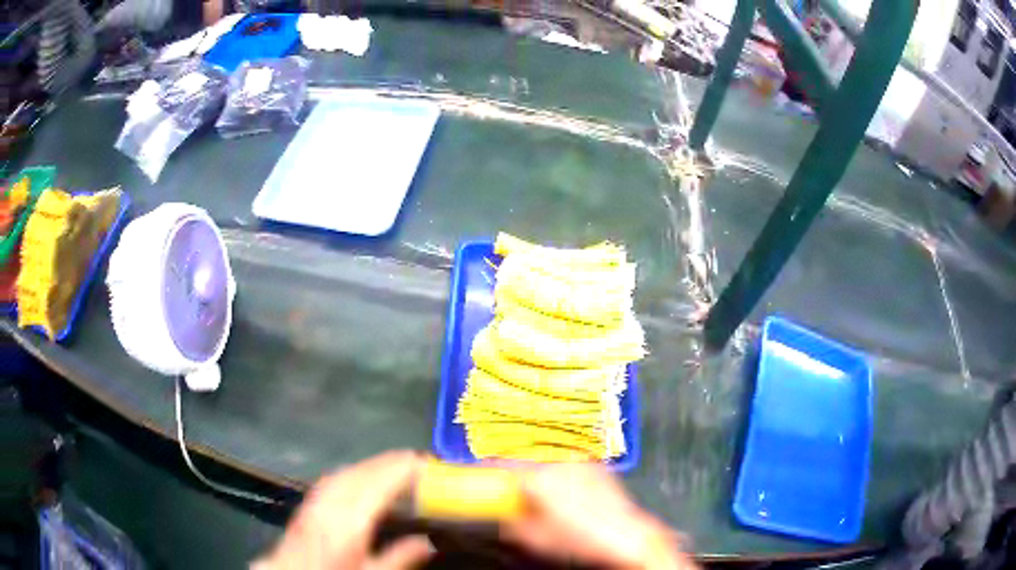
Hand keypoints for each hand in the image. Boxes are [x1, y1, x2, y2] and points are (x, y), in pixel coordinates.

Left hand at [255, 451, 432, 569]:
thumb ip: (400, 557)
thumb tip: (427, 542)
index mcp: (350, 522)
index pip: (379, 485)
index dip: (401, 469)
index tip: (422, 460)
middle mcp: (330, 504)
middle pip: (361, 474)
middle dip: (388, 462)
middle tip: (413, 458)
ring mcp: (316, 501)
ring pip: (345, 472)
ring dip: (370, 464)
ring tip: (392, 462)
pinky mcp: (307, 503)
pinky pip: (332, 478)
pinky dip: (351, 471)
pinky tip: (358, 474)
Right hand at [501, 464, 696, 569]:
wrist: (626, 535)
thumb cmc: (577, 539)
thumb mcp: (535, 539)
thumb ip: (510, 524)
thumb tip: (502, 518)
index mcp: (538, 477)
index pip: (503, 464)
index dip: (488, 468)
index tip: (480, 471)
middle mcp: (558, 462)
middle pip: (526, 461)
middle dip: (516, 473)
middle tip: (512, 489)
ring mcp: (580, 462)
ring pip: (549, 462)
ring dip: (539, 473)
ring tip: (541, 493)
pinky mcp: (597, 467)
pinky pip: (570, 466)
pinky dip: (561, 474)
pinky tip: (568, 493)